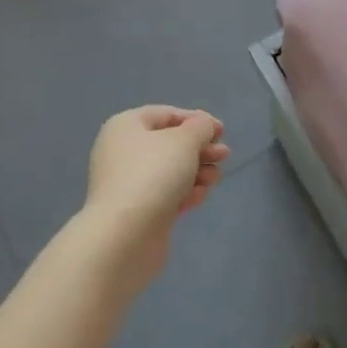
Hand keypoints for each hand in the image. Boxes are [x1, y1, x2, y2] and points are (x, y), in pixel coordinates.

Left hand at [84, 106, 228, 281]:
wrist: (126, 233)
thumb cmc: (154, 174)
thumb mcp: (184, 141)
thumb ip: (200, 127)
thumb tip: (203, 126)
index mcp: (126, 126)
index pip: (166, 114)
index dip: (196, 119)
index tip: (221, 131)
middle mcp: (122, 151)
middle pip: (169, 143)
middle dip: (200, 149)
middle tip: (224, 155)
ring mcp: (127, 183)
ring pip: (170, 170)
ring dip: (197, 172)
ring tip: (214, 179)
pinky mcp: (136, 210)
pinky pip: (165, 194)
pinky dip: (184, 193)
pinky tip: (198, 198)